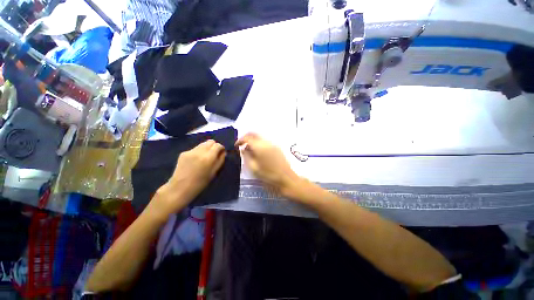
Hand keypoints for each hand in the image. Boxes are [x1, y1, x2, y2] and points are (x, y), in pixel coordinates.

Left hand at [152, 140, 225, 216]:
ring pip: (202, 144)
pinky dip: (198, 152)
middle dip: (214, 146)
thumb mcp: (214, 172)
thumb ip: (220, 160)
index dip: (221, 148)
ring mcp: (190, 151)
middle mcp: (199, 151)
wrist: (180, 187)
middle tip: (214, 154)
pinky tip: (196, 161)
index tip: (221, 153)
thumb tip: (223, 152)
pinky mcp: (184, 153)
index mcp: (208, 157)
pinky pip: (195, 149)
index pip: (218, 145)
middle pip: (210, 141)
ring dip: (206, 148)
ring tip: (205, 157)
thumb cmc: (200, 183)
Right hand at [236, 133, 300, 196]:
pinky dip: (259, 143)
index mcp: (260, 147)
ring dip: (253, 141)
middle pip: (254, 134)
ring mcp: (273, 144)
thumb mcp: (254, 168)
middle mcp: (267, 142)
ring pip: (260, 137)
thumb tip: (243, 149)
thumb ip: (246, 156)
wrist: (287, 179)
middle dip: (246, 137)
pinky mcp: (277, 147)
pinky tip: (258, 153)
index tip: (236, 146)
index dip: (239, 140)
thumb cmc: (269, 176)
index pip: (247, 137)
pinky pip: (265, 141)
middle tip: (241, 145)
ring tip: (249, 151)